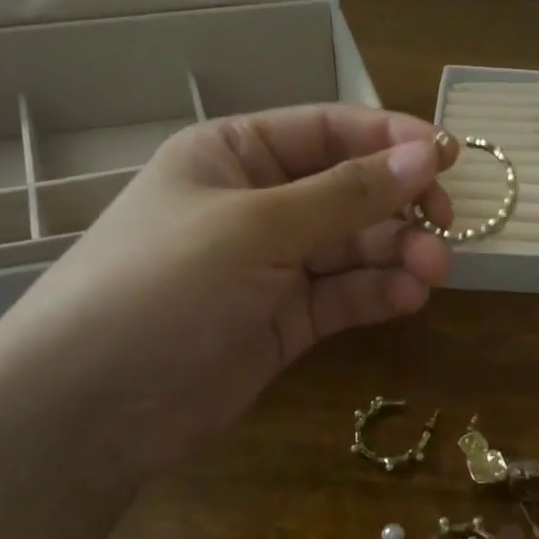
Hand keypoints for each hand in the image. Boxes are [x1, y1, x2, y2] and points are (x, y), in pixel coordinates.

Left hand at [0, 105, 458, 465]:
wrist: (90, 408)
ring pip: (354, 246)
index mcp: (235, 154)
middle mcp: (258, 202)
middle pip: (349, 189)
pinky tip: (407, 298)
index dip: (390, 139)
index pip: (327, 130)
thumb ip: (346, 194)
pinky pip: (344, 294)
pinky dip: (378, 293)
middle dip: (399, 205)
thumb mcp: (256, 227)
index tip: (448, 156)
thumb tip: (427, 156)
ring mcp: (273, 264)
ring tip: (432, 270)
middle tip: (445, 223)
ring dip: (397, 253)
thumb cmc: (161, 285)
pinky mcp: (285, 319)